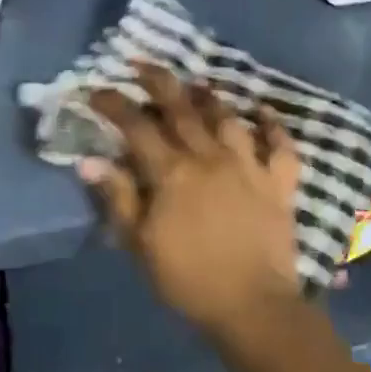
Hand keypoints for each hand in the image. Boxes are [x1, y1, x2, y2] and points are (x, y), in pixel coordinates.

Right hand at [81, 63, 303, 340]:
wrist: (253, 307)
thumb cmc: (189, 279)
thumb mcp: (141, 244)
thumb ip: (118, 197)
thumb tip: (90, 160)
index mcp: (172, 172)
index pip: (136, 126)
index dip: (114, 104)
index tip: (97, 91)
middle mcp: (209, 156)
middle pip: (181, 109)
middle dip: (158, 81)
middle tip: (143, 64)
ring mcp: (248, 165)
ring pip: (227, 118)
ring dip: (210, 98)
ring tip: (198, 85)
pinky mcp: (278, 182)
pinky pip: (280, 145)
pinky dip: (273, 125)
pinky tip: (264, 110)